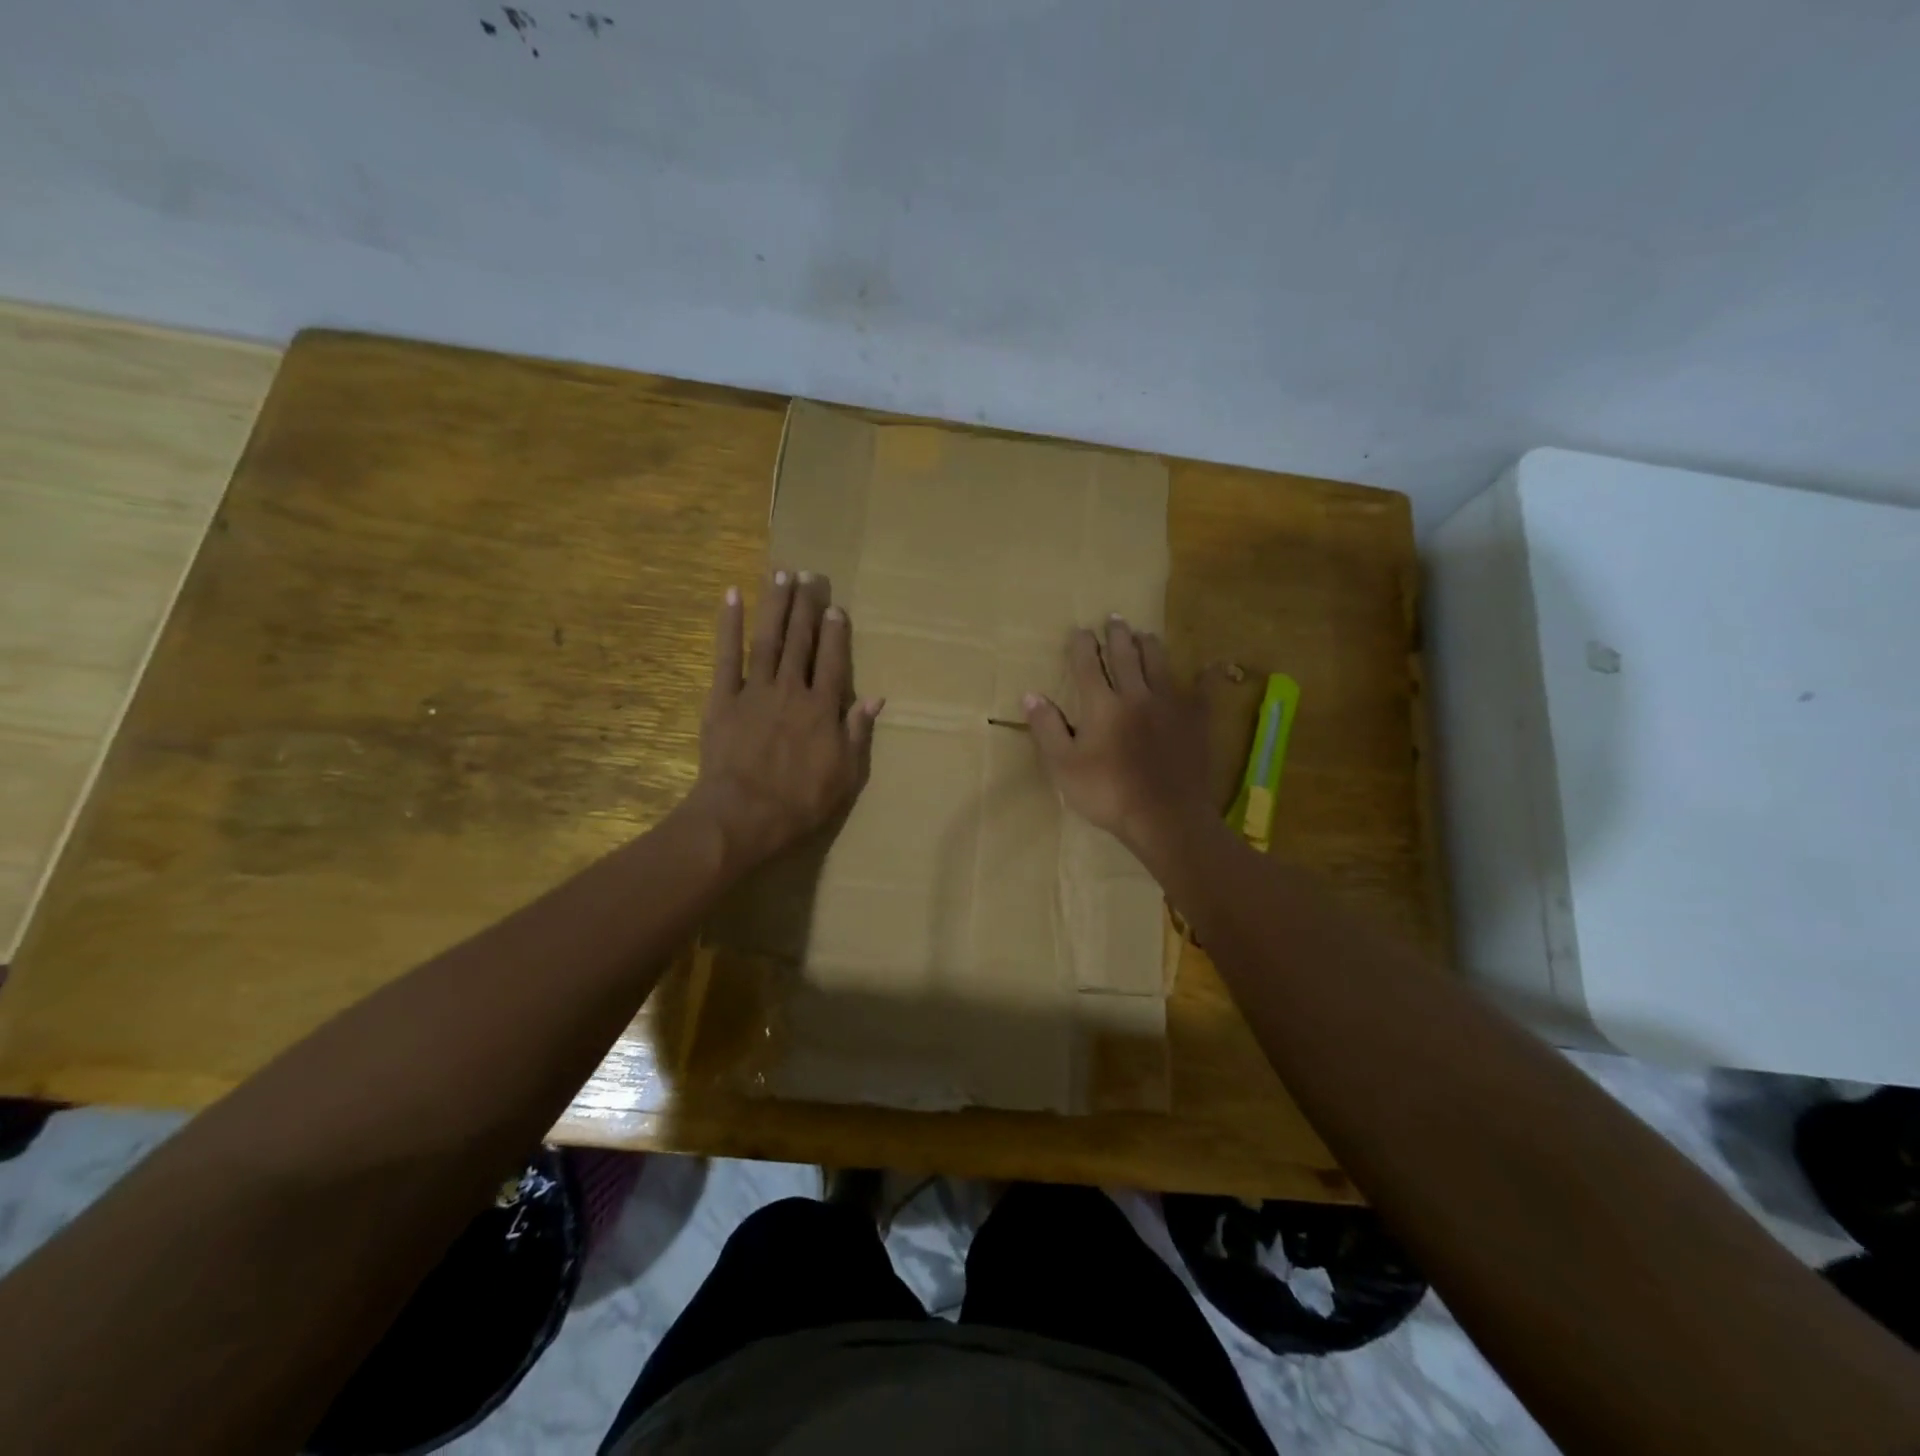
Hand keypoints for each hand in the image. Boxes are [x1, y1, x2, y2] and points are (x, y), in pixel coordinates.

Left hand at [684, 571, 882, 872]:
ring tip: (782, 574)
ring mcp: (755, 690)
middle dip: (806, 606)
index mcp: (823, 708)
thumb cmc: (800, 801)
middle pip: (801, 640)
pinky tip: (733, 596)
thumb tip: (875, 698)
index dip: (836, 632)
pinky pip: (726, 655)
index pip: (833, 660)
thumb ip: (857, 732)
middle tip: (810, 575)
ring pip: (769, 639)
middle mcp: (792, 689)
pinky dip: (729, 624)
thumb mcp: (845, 774)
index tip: (835, 607)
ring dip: (776, 605)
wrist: (744, 815)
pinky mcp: (723, 698)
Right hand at [1023, 615, 1217, 864]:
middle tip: (1115, 619)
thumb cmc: (1108, 794)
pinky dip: (1206, 675)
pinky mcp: (1197, 720)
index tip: (1079, 631)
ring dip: (1150, 645)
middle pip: (1125, 655)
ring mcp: (1170, 704)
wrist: (1165, 817)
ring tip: (1145, 634)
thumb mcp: (1064, 766)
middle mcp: (1136, 694)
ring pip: (1160, 663)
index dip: (1081, 645)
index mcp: (1101, 704)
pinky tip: (1211, 666)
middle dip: (1117, 635)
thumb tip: (1031, 695)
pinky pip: (1204, 690)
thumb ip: (1048, 729)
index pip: (1087, 665)